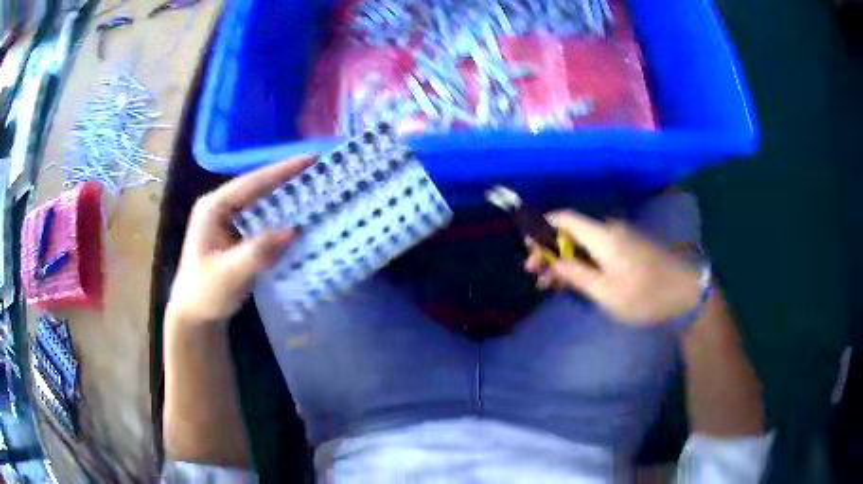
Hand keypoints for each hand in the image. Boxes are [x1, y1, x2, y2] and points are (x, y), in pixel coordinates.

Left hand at [166, 156, 313, 327]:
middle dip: (288, 178)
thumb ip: (258, 252)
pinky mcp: (237, 234)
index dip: (282, 170)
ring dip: (287, 196)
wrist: (195, 316)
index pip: (252, 183)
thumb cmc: (205, 293)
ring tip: (316, 188)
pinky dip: (281, 216)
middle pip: (258, 186)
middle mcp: (221, 207)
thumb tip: (293, 230)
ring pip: (262, 201)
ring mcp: (229, 220)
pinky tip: (300, 217)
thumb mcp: (230, 275)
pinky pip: (263, 219)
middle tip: (320, 170)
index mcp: (213, 207)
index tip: (312, 159)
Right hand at [525, 210, 701, 326]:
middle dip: (549, 250)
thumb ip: (576, 274)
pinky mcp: (629, 248)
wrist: (686, 292)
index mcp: (602, 235)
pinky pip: (597, 249)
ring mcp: (621, 238)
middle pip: (570, 231)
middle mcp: (610, 229)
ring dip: (564, 259)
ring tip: (549, 284)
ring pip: (583, 242)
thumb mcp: (606, 292)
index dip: (541, 227)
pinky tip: (573, 281)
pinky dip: (581, 262)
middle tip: (534, 273)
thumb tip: (553, 261)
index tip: (527, 248)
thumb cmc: (645, 294)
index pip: (564, 218)